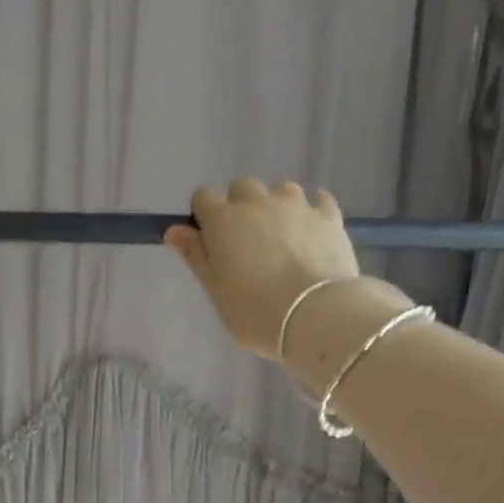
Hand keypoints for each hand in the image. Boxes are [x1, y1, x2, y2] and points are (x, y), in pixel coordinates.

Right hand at [165, 179, 392, 358]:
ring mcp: (297, 205)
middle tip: (246, 241)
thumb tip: (174, 230)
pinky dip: (311, 211)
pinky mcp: (329, 216)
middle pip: (242, 187)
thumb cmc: (254, 310)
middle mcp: (257, 202)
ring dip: (276, 206)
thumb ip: (195, 256)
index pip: (203, 197)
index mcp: (223, 220)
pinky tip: (311, 232)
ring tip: (282, 237)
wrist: (316, 315)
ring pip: (281, 190)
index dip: (204, 215)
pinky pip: (318, 201)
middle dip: (240, 206)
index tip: (210, 240)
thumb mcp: (215, 290)